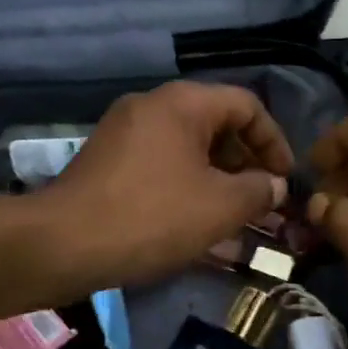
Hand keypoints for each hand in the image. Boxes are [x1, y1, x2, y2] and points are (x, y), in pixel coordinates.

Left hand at [41, 81, 293, 289]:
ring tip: (236, 220)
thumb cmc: (152, 217)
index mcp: (182, 103)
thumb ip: (258, 191)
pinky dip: (186, 190)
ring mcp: (125, 135)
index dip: (274, 141)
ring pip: (188, 152)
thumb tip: (273, 185)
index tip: (284, 179)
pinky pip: (161, 168)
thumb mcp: (220, 206)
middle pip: (216, 127)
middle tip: (263, 202)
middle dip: (246, 166)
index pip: (246, 105)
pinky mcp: (108, 164)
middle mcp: (152, 107)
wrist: (63, 244)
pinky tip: (197, 227)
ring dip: (218, 182)